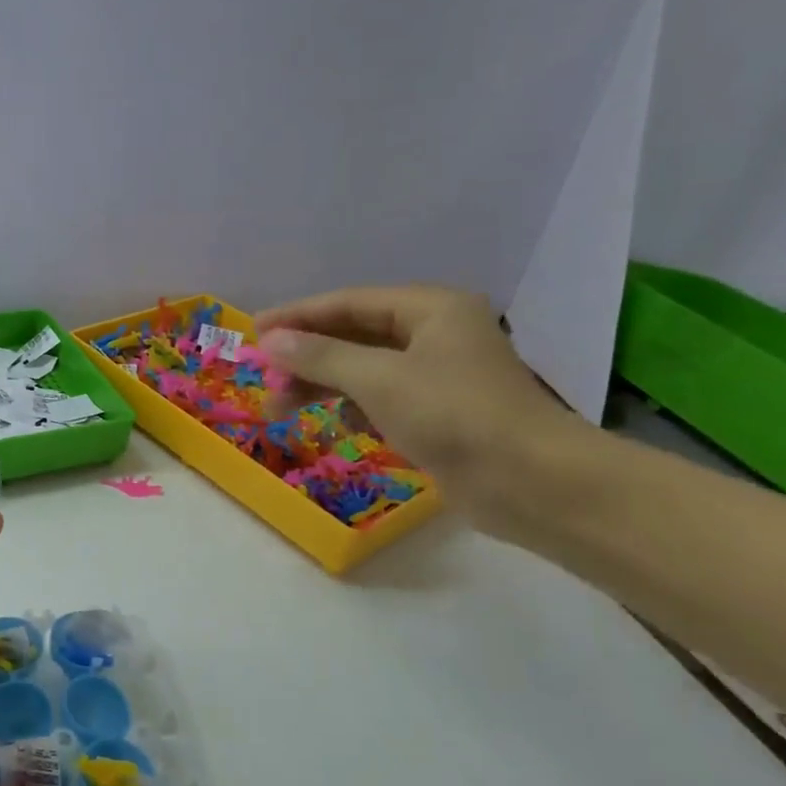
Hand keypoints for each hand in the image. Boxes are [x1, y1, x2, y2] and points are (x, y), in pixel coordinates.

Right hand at [255, 285, 576, 517]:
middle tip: (265, 379)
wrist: (530, 482)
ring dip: (323, 385)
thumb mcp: (379, 380)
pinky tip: (335, 424)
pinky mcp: (437, 414)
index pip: (349, 303)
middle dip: (307, 357)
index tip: (254, 332)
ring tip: (281, 408)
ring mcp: (437, 376)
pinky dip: (353, 407)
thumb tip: (270, 341)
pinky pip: (381, 399)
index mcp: (431, 309)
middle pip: (354, 336)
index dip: (298, 316)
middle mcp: (435, 334)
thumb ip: (321, 356)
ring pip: (364, 370)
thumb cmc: (454, 415)